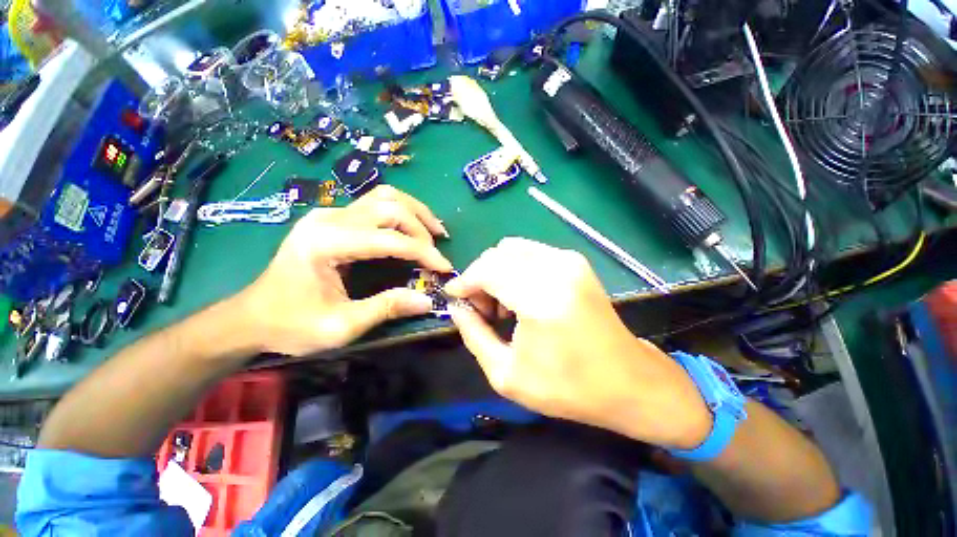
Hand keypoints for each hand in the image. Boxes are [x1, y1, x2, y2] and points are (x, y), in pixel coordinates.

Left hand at [235, 186, 451, 355]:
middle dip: (422, 230)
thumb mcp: (340, 326)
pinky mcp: (333, 217)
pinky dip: (402, 213)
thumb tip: (428, 300)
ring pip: (385, 196)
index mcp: (326, 243)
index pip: (389, 239)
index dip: (423, 253)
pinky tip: (412, 228)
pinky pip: (376, 203)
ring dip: (415, 213)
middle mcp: (329, 218)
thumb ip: (386, 309)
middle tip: (437, 254)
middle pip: (390, 207)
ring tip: (434, 232)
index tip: (445, 268)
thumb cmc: (291, 325)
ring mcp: (330, 213)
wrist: (252, 315)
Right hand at [445, 238, 712, 448]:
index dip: (465, 281)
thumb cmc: (568, 387)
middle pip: (498, 254)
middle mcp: (557, 269)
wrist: (627, 381)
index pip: (487, 270)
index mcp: (541, 299)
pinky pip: (530, 253)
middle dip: (480, 276)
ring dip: (497, 271)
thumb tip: (457, 307)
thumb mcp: (507, 374)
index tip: (455, 297)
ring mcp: (569, 261)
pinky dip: (515, 268)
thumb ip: (473, 335)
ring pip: (513, 249)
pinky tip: (521, 295)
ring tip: (502, 304)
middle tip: (481, 308)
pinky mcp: (576, 262)